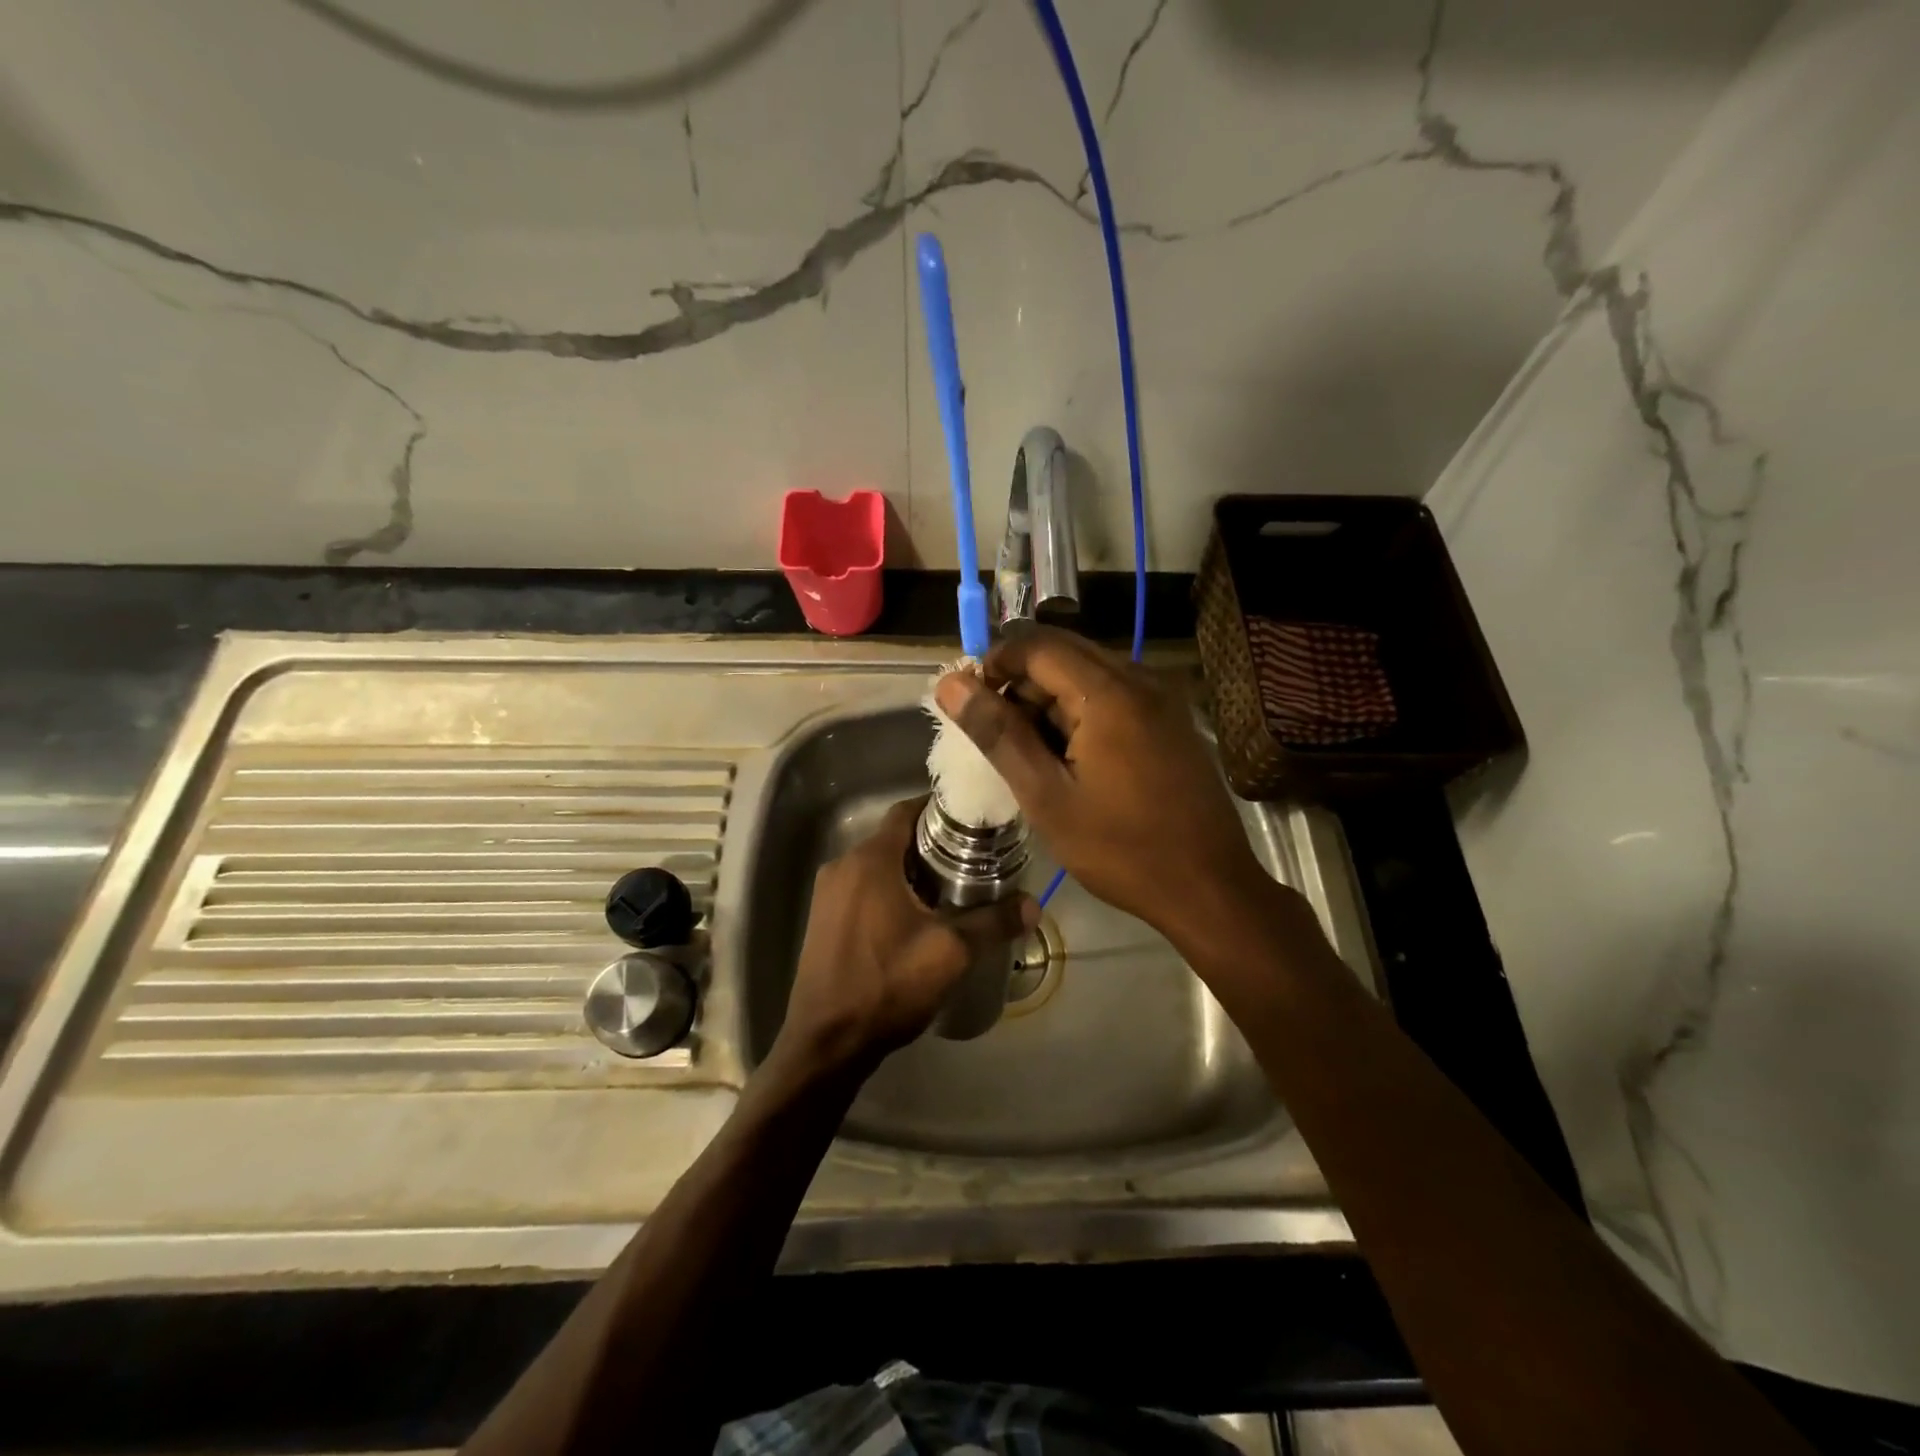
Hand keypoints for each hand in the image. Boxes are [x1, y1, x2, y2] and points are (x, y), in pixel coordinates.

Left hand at [775, 797, 1035, 1077]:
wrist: (826, 1042)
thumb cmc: (887, 986)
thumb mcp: (950, 953)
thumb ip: (993, 923)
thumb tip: (1033, 905)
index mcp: (869, 860)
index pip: (906, 811)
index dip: (940, 810)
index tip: (974, 821)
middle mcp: (842, 866)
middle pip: (894, 838)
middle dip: (932, 844)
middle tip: (974, 858)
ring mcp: (828, 894)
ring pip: (878, 864)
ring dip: (912, 869)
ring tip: (953, 887)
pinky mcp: (824, 919)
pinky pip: (863, 887)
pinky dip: (891, 889)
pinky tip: (917, 916)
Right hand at [933, 627, 1271, 941]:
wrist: (1209, 888)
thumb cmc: (1121, 848)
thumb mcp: (1047, 797)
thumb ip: (998, 735)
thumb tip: (951, 684)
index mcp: (1109, 693)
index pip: (1037, 645)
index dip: (994, 663)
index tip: (969, 703)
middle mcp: (1140, 680)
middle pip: (1063, 653)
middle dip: (1019, 683)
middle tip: (995, 734)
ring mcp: (1161, 699)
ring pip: (1087, 674)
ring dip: (1048, 700)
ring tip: (1028, 754)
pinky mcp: (1169, 720)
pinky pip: (1112, 695)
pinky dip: (1079, 712)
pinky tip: (1068, 758)